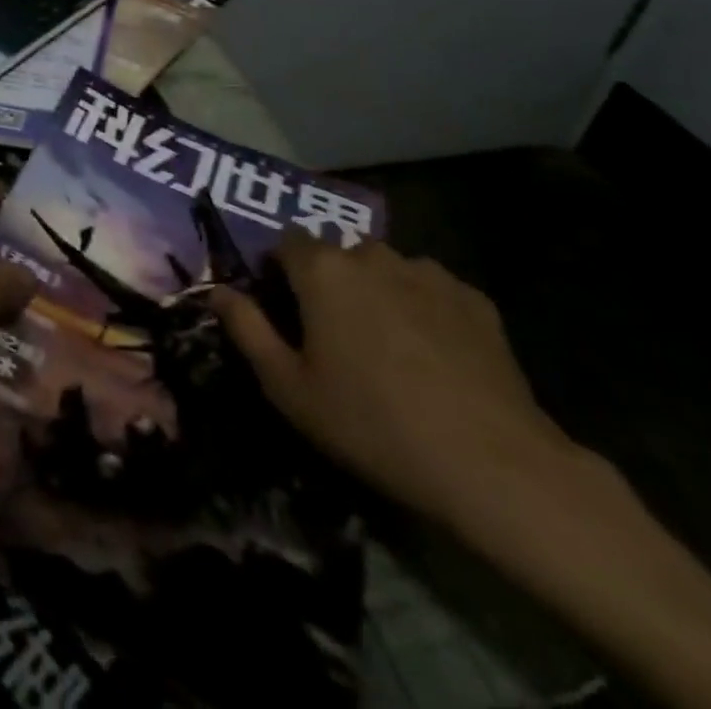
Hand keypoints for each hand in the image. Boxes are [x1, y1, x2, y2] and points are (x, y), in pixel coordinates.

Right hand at [213, 239, 576, 535]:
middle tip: (335, 335)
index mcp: (323, 270)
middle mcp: (372, 255)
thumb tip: (218, 291)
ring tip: (387, 346)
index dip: (279, 271)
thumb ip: (246, 329)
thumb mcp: (289, 388)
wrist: (492, 465)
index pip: (286, 243)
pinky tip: (433, 355)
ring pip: (385, 269)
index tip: (283, 309)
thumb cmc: (372, 424)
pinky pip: (430, 289)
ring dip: (376, 291)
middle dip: (329, 282)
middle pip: (337, 254)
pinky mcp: (474, 299)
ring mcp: (428, 273)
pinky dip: (421, 308)